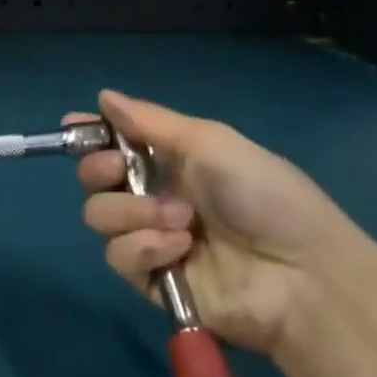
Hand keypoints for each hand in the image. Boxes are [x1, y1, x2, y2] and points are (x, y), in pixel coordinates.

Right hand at [72, 89, 376, 357]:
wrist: (302, 275)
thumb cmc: (263, 195)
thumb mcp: (210, 143)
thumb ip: (150, 121)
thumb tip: (103, 96)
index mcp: (172, 161)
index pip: (115, 142)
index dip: (91, 134)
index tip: (73, 125)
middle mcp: (155, 196)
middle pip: (94, 178)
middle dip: (99, 170)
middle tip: (120, 170)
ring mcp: (151, 239)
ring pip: (99, 216)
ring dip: (133, 214)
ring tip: (180, 222)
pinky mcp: (151, 280)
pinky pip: (118, 257)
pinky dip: (145, 248)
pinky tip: (180, 250)